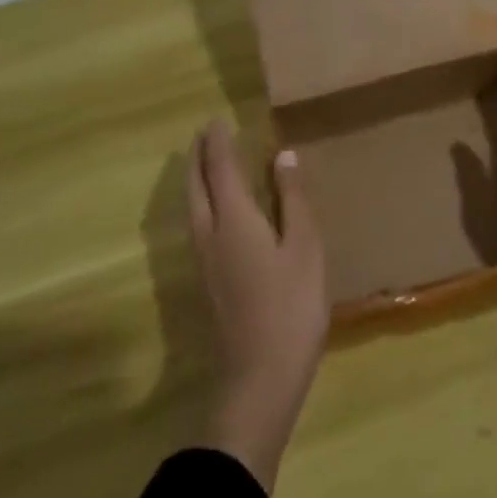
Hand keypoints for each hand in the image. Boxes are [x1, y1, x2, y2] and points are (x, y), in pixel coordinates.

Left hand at [187, 119, 327, 490]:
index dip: (218, 143)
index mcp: (234, 220)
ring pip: (191, 207)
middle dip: (197, 157)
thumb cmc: (290, 307)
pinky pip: (196, 225)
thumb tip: (283, 156)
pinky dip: (201, 203)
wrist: (258, 378)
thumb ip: (294, 200)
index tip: (217, 120)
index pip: (220, 169)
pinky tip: (213, 212)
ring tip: (204, 163)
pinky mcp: (207, 282)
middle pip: (195, 186)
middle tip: (205, 135)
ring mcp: (203, 261)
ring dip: (195, 179)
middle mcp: (209, 234)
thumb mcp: (305, 248)